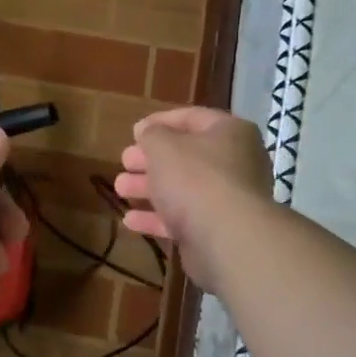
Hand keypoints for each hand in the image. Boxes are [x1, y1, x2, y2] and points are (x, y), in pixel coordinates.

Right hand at [114, 107, 273, 295]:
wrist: (227, 239)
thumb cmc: (195, 178)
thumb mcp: (163, 146)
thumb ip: (151, 134)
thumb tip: (147, 130)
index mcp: (229, 133)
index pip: (192, 118)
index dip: (160, 121)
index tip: (134, 131)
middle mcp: (235, 162)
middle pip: (185, 156)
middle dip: (150, 160)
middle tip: (125, 162)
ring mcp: (228, 199)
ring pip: (182, 188)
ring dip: (148, 188)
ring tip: (120, 189)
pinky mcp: (217, 229)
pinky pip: (184, 218)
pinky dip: (157, 218)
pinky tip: (130, 221)